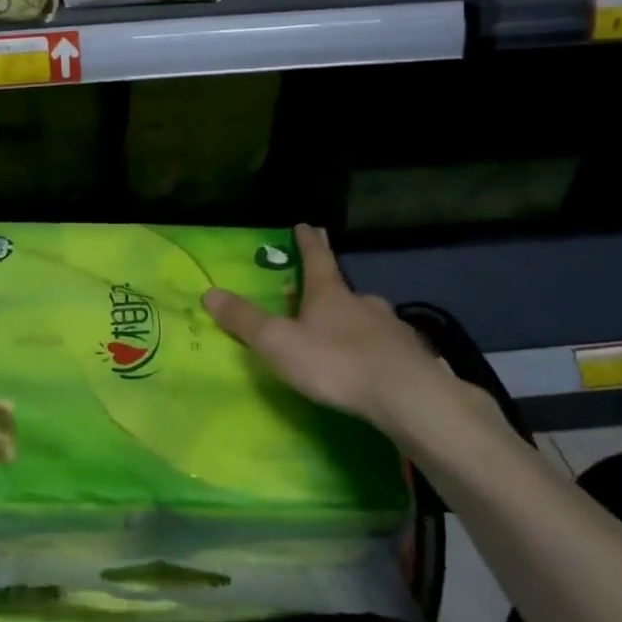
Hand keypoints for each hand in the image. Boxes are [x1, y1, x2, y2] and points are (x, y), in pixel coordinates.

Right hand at [203, 224, 497, 445]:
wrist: (407, 396)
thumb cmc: (335, 362)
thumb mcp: (278, 342)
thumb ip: (245, 320)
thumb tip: (208, 293)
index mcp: (329, 294)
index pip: (316, 258)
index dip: (308, 242)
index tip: (307, 224)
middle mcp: (363, 304)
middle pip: (344, 290)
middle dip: (332, 290)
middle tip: (322, 294)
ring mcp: (393, 329)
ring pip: (370, 318)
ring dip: (356, 321)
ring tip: (347, 334)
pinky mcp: (412, 358)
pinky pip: (389, 347)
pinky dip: (377, 350)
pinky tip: (375, 365)